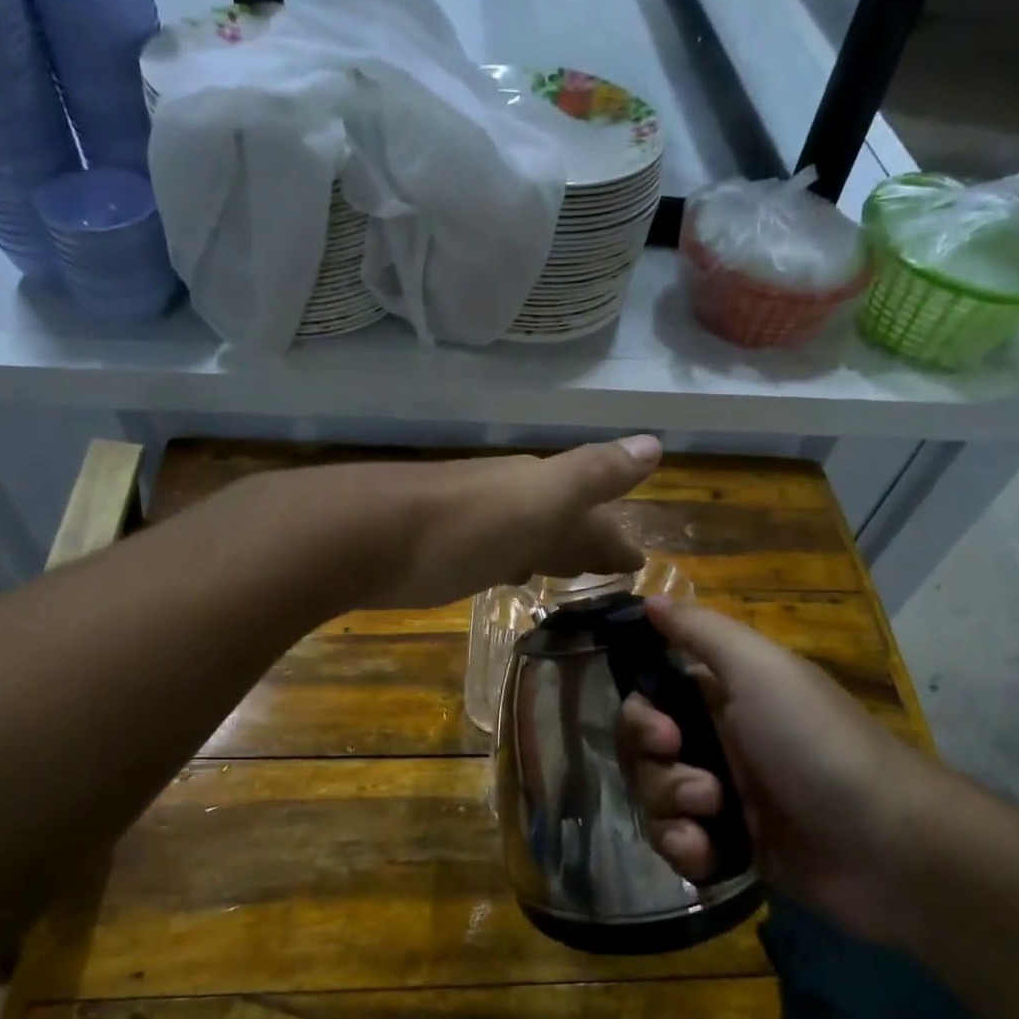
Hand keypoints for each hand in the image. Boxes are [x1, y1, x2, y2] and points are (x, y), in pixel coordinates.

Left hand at [364, 436, 661, 608]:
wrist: (365, 535)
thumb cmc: (462, 526)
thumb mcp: (539, 499)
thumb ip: (593, 474)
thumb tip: (654, 444)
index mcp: (537, 489)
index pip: (592, 512)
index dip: (616, 537)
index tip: (641, 562)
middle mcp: (508, 501)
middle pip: (561, 521)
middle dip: (589, 542)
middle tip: (615, 570)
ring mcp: (473, 524)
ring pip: (527, 536)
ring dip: (552, 552)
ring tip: (570, 575)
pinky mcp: (441, 550)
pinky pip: (495, 553)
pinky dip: (513, 563)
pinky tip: (509, 575)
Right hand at [618, 598, 942, 947]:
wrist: (888, 846)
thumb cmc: (817, 744)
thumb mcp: (760, 670)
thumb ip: (700, 630)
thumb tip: (648, 598)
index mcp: (723, 696)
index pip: (651, 699)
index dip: (641, 717)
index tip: (662, 734)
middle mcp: (718, 742)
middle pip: (643, 753)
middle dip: (656, 771)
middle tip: (702, 787)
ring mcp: (724, 798)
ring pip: (654, 799)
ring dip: (670, 811)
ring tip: (712, 821)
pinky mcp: (730, 847)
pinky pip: (676, 843)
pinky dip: (683, 848)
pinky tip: (705, 855)